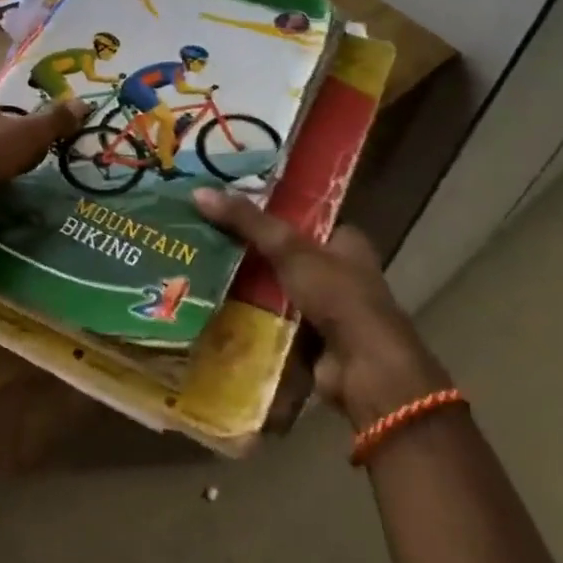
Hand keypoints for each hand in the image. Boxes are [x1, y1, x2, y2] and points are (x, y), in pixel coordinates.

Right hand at [194, 187, 450, 426]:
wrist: (365, 369)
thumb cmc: (337, 296)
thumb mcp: (289, 248)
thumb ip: (247, 221)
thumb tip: (198, 193)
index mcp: (345, 243)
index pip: (301, 218)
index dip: (266, 211)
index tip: (226, 205)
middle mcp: (339, 274)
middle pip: (284, 255)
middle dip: (248, 252)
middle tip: (203, 238)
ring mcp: (326, 310)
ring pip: (275, 290)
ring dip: (245, 288)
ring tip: (198, 271)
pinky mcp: (311, 342)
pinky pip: (272, 322)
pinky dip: (249, 320)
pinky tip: (214, 310)